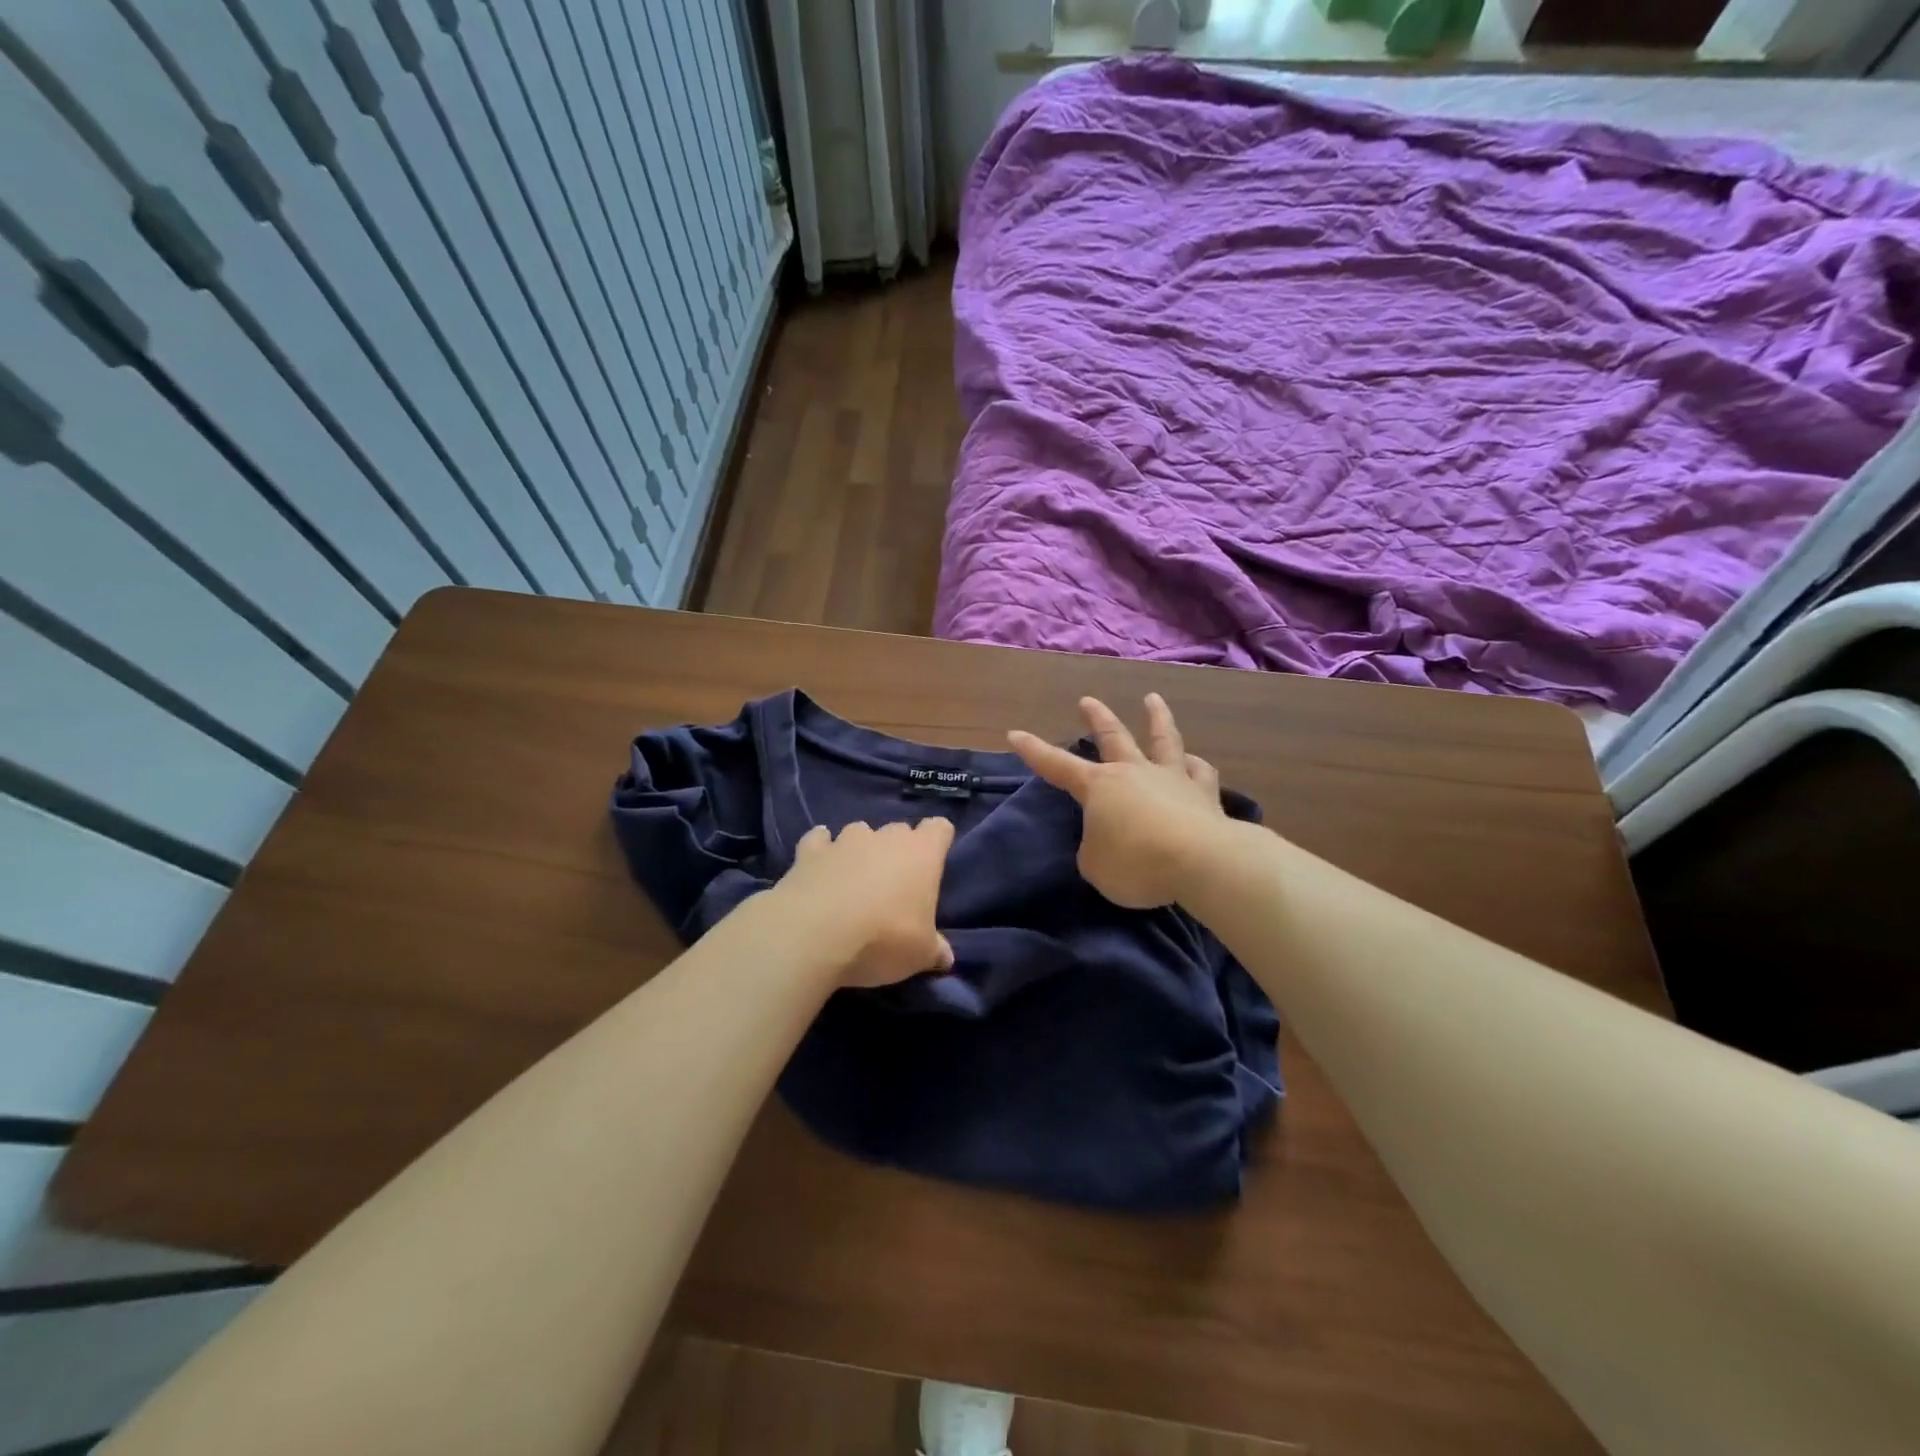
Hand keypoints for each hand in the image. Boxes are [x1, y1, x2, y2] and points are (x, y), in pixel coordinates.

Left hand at [773, 819, 956, 987]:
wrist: (814, 934)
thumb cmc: (883, 939)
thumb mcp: (919, 955)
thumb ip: (935, 950)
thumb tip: (945, 957)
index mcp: (922, 853)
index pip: (939, 829)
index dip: (938, 842)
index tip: (934, 864)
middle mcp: (885, 837)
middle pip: (899, 830)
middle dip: (898, 851)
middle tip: (894, 885)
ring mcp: (845, 840)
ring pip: (860, 832)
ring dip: (860, 850)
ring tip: (854, 879)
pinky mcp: (809, 851)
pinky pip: (819, 840)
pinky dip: (821, 850)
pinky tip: (819, 865)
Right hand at [1009, 694, 1227, 908]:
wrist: (1201, 861)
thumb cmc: (1136, 863)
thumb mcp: (1095, 866)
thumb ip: (1095, 850)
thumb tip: (1107, 842)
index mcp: (1100, 787)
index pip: (1057, 765)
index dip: (1034, 751)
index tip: (1015, 734)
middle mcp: (1134, 773)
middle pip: (1113, 737)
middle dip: (1097, 717)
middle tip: (1087, 700)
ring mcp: (1172, 779)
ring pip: (1163, 739)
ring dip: (1157, 717)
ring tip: (1153, 699)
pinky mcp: (1205, 795)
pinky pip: (1200, 773)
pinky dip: (1195, 766)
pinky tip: (1195, 762)